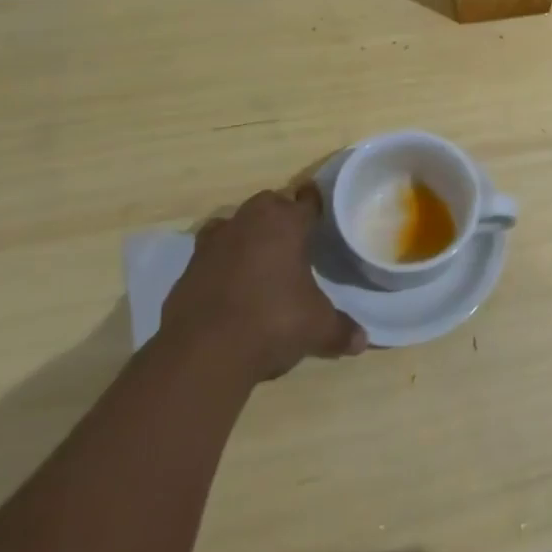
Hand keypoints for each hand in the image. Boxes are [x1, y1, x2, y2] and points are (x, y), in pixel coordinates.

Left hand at [161, 185, 366, 381]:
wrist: (203, 351)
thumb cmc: (273, 322)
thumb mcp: (316, 328)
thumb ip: (340, 330)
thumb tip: (362, 341)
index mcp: (287, 223)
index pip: (307, 200)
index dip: (314, 204)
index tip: (318, 209)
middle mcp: (251, 221)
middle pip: (269, 203)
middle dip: (280, 214)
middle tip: (291, 238)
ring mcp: (215, 242)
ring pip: (235, 222)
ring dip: (246, 233)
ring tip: (257, 258)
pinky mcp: (189, 267)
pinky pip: (210, 253)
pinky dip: (220, 262)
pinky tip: (228, 285)